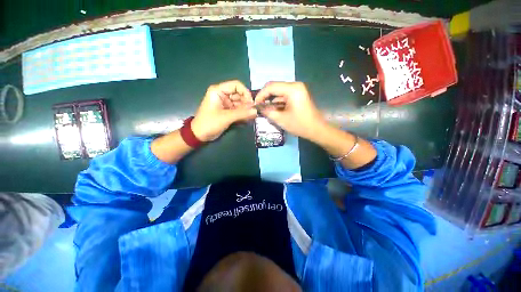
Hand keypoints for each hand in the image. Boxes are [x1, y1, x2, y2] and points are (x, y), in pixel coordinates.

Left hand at [192, 80, 257, 141]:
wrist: (200, 135)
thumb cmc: (209, 123)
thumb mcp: (226, 117)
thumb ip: (242, 113)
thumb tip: (256, 111)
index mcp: (218, 91)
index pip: (236, 85)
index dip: (245, 92)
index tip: (252, 103)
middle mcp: (223, 95)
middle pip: (239, 94)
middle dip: (247, 103)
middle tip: (253, 112)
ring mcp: (225, 104)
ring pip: (240, 103)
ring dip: (246, 109)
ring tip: (252, 116)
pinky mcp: (228, 111)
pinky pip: (238, 110)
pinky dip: (243, 114)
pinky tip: (248, 119)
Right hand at [255, 82, 325, 139]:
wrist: (316, 129)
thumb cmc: (300, 125)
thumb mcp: (281, 119)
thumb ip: (268, 111)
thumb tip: (258, 107)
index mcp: (292, 89)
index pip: (271, 87)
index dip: (261, 95)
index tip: (255, 104)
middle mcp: (295, 86)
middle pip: (275, 87)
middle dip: (265, 97)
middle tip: (259, 107)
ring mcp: (297, 90)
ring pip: (279, 92)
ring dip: (271, 100)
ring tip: (265, 110)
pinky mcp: (298, 95)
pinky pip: (284, 96)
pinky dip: (278, 102)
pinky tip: (274, 110)